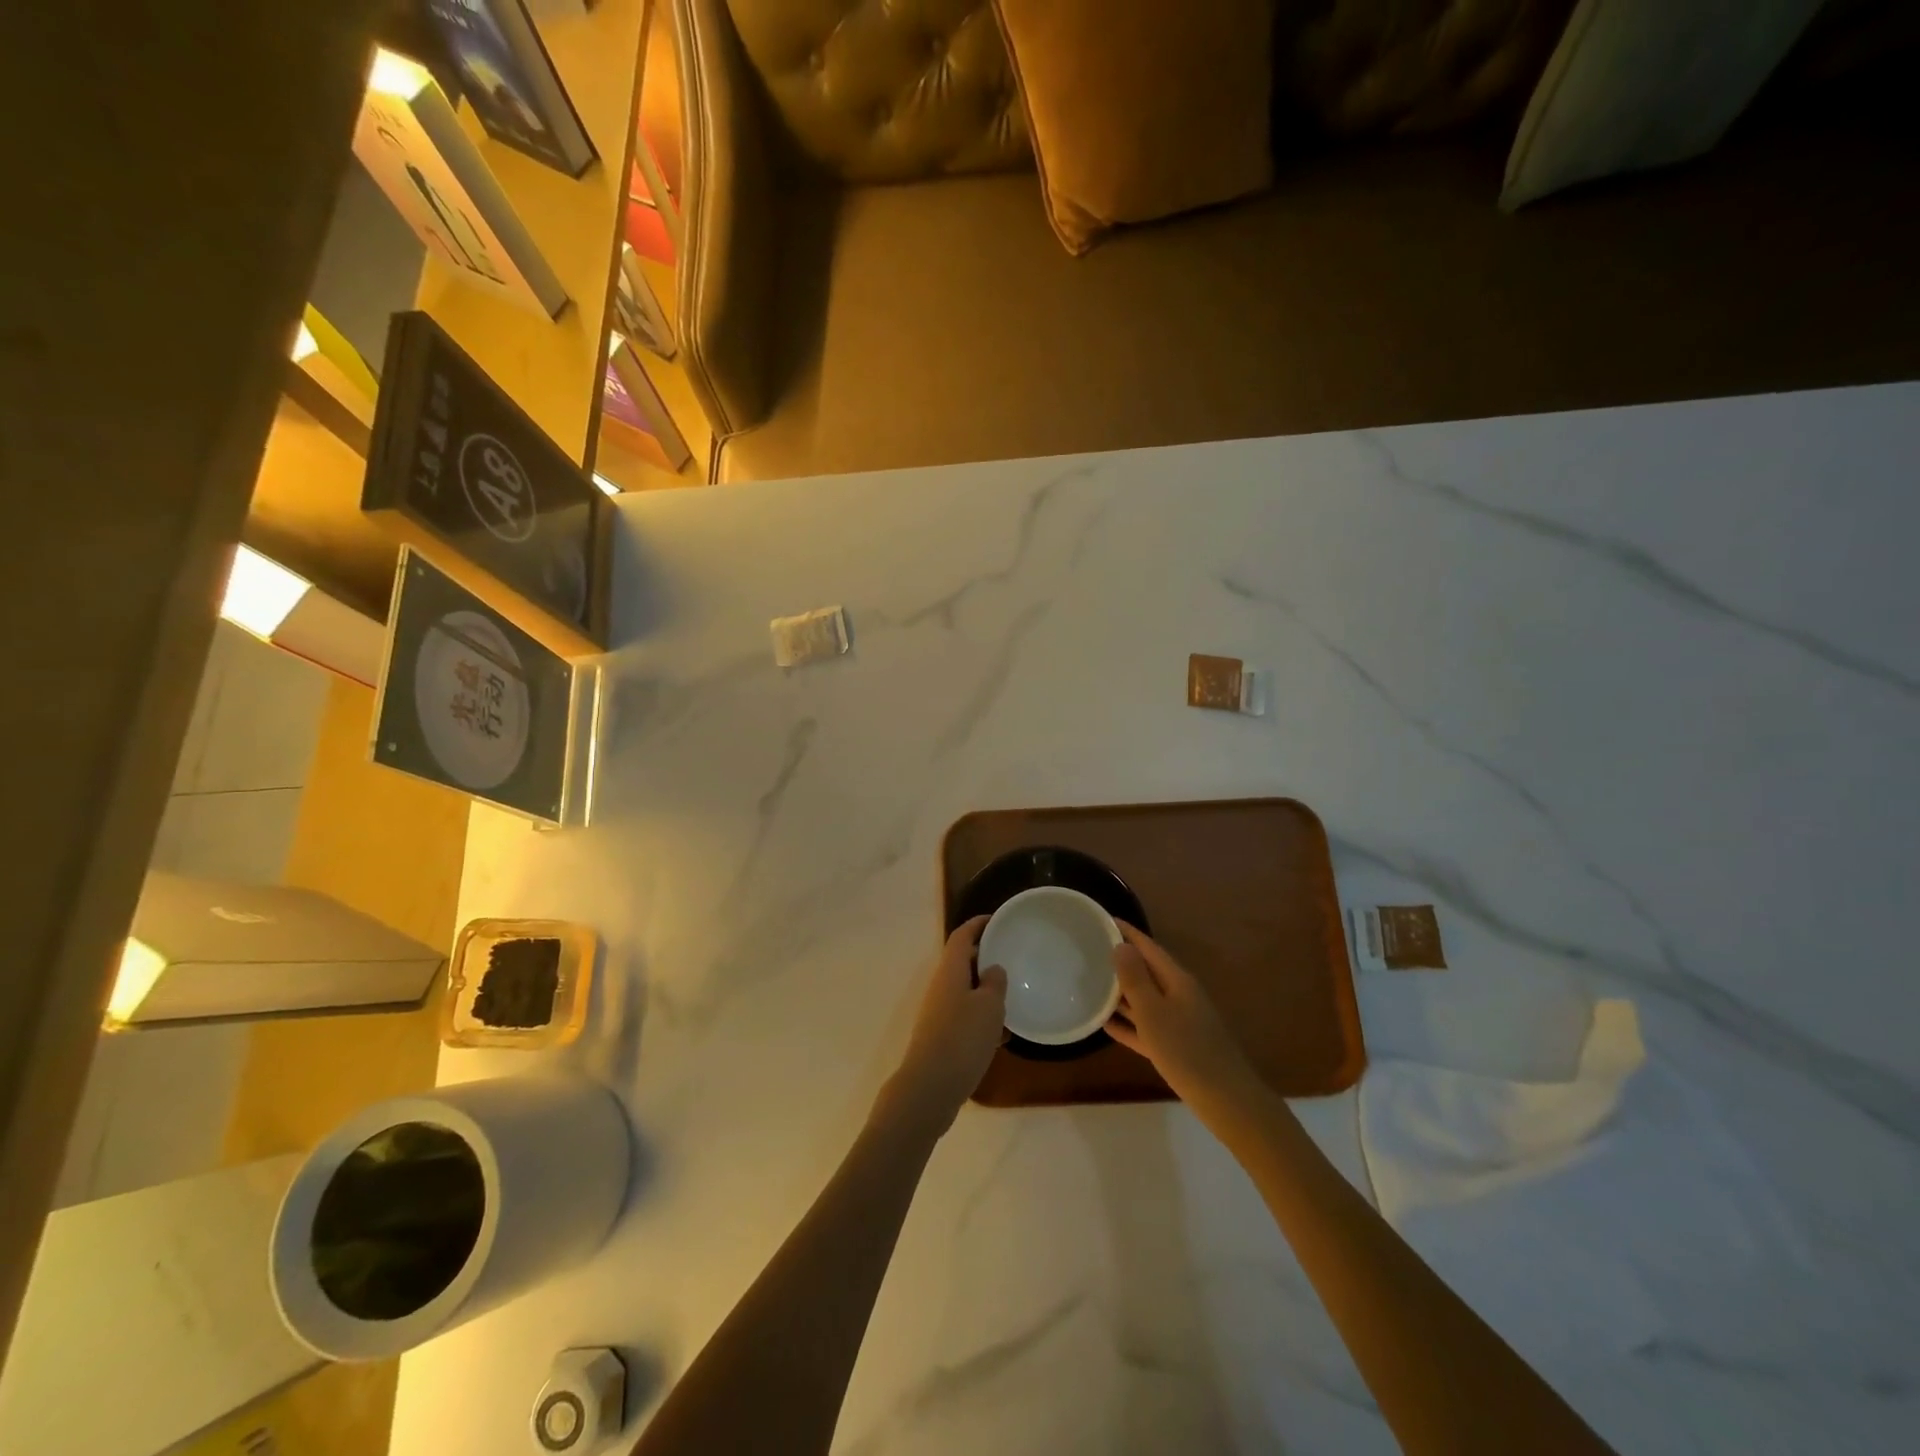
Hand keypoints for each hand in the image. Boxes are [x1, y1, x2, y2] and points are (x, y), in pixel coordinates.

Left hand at [879, 917, 1007, 1136]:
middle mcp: (940, 987)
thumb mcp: (988, 1007)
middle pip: (962, 962)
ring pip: (965, 991)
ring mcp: (938, 1013)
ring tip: (1012, 997)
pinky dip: (982, 1018)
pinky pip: (964, 1016)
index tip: (997, 919)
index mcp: (950, 971)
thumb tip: (992, 969)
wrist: (930, 1087)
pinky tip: (1002, 1035)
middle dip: (985, 958)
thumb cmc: (962, 1038)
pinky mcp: (941, 1037)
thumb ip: (994, 983)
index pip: (961, 936)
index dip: (978, 924)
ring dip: (985, 991)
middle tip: (1011, 958)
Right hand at [1106, 924, 1263, 1116]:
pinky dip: (1127, 1023)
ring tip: (1090, 983)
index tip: (1102, 920)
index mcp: (1177, 980)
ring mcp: (1178, 1021)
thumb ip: (1135, 979)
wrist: (1226, 1100)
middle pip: (1146, 971)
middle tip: (1089, 951)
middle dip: (1120, 960)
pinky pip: (1146, 1027)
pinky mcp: (1175, 1046)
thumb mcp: (1154, 1012)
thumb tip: (1121, 945)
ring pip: (1144, 999)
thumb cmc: (1187, 1051)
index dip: (1127, 932)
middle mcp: (1178, 995)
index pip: (1148, 947)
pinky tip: (1104, 1024)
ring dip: (1120, 992)